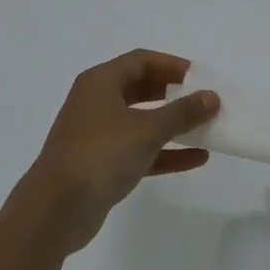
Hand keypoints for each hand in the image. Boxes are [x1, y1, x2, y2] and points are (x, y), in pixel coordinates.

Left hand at [22, 50, 219, 254]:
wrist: (57, 209)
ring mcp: (98, 134)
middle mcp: (97, 102)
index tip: (201, 77)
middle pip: (141, 88)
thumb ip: (182, 112)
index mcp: (101, 82)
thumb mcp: (147, 130)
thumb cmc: (101, 154)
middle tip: (204, 100)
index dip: (173, 65)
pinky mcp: (102, 164)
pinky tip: (197, 158)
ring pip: (141, 121)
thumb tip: (212, 97)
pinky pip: (140, 150)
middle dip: (174, 93)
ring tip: (206, 127)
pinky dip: (165, 151)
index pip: (142, 61)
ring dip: (173, 124)